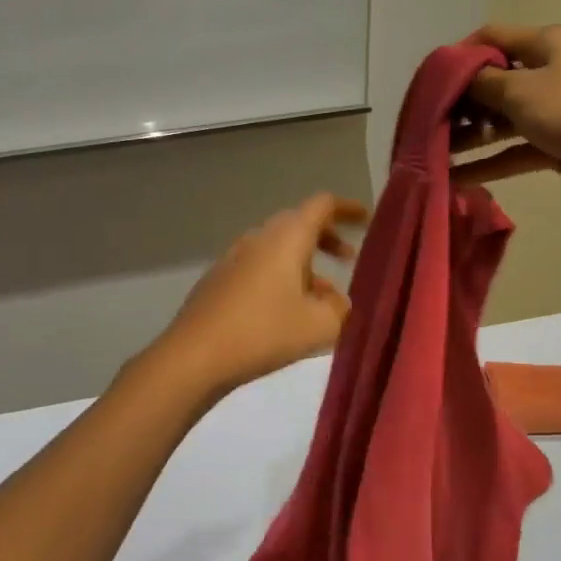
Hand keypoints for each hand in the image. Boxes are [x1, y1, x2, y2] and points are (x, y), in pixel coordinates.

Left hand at [152, 193, 367, 397]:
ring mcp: (234, 257)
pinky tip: (286, 312)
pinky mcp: (219, 280)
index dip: (346, 209)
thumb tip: (337, 301)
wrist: (195, 355)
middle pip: (298, 224)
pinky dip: (281, 278)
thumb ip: (340, 308)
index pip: (322, 205)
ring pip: (278, 249)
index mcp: (287, 238)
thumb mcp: (319, 326)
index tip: (365, 219)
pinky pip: (259, 267)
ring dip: (304, 264)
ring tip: (322, 298)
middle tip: (348, 259)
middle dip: (326, 238)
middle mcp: (259, 238)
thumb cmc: (264, 333)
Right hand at [450, 23, 560, 205]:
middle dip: (462, 104)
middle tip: (432, 125)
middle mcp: (550, 70)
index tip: (431, 83)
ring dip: (471, 136)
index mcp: (546, 43)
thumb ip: (481, 83)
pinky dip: (489, 162)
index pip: (492, 38)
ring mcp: (554, 109)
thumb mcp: (519, 90)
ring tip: (437, 155)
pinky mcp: (556, 144)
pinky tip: (458, 178)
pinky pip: (514, 150)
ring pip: (502, 120)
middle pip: (494, 81)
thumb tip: (459, 78)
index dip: (459, 56)